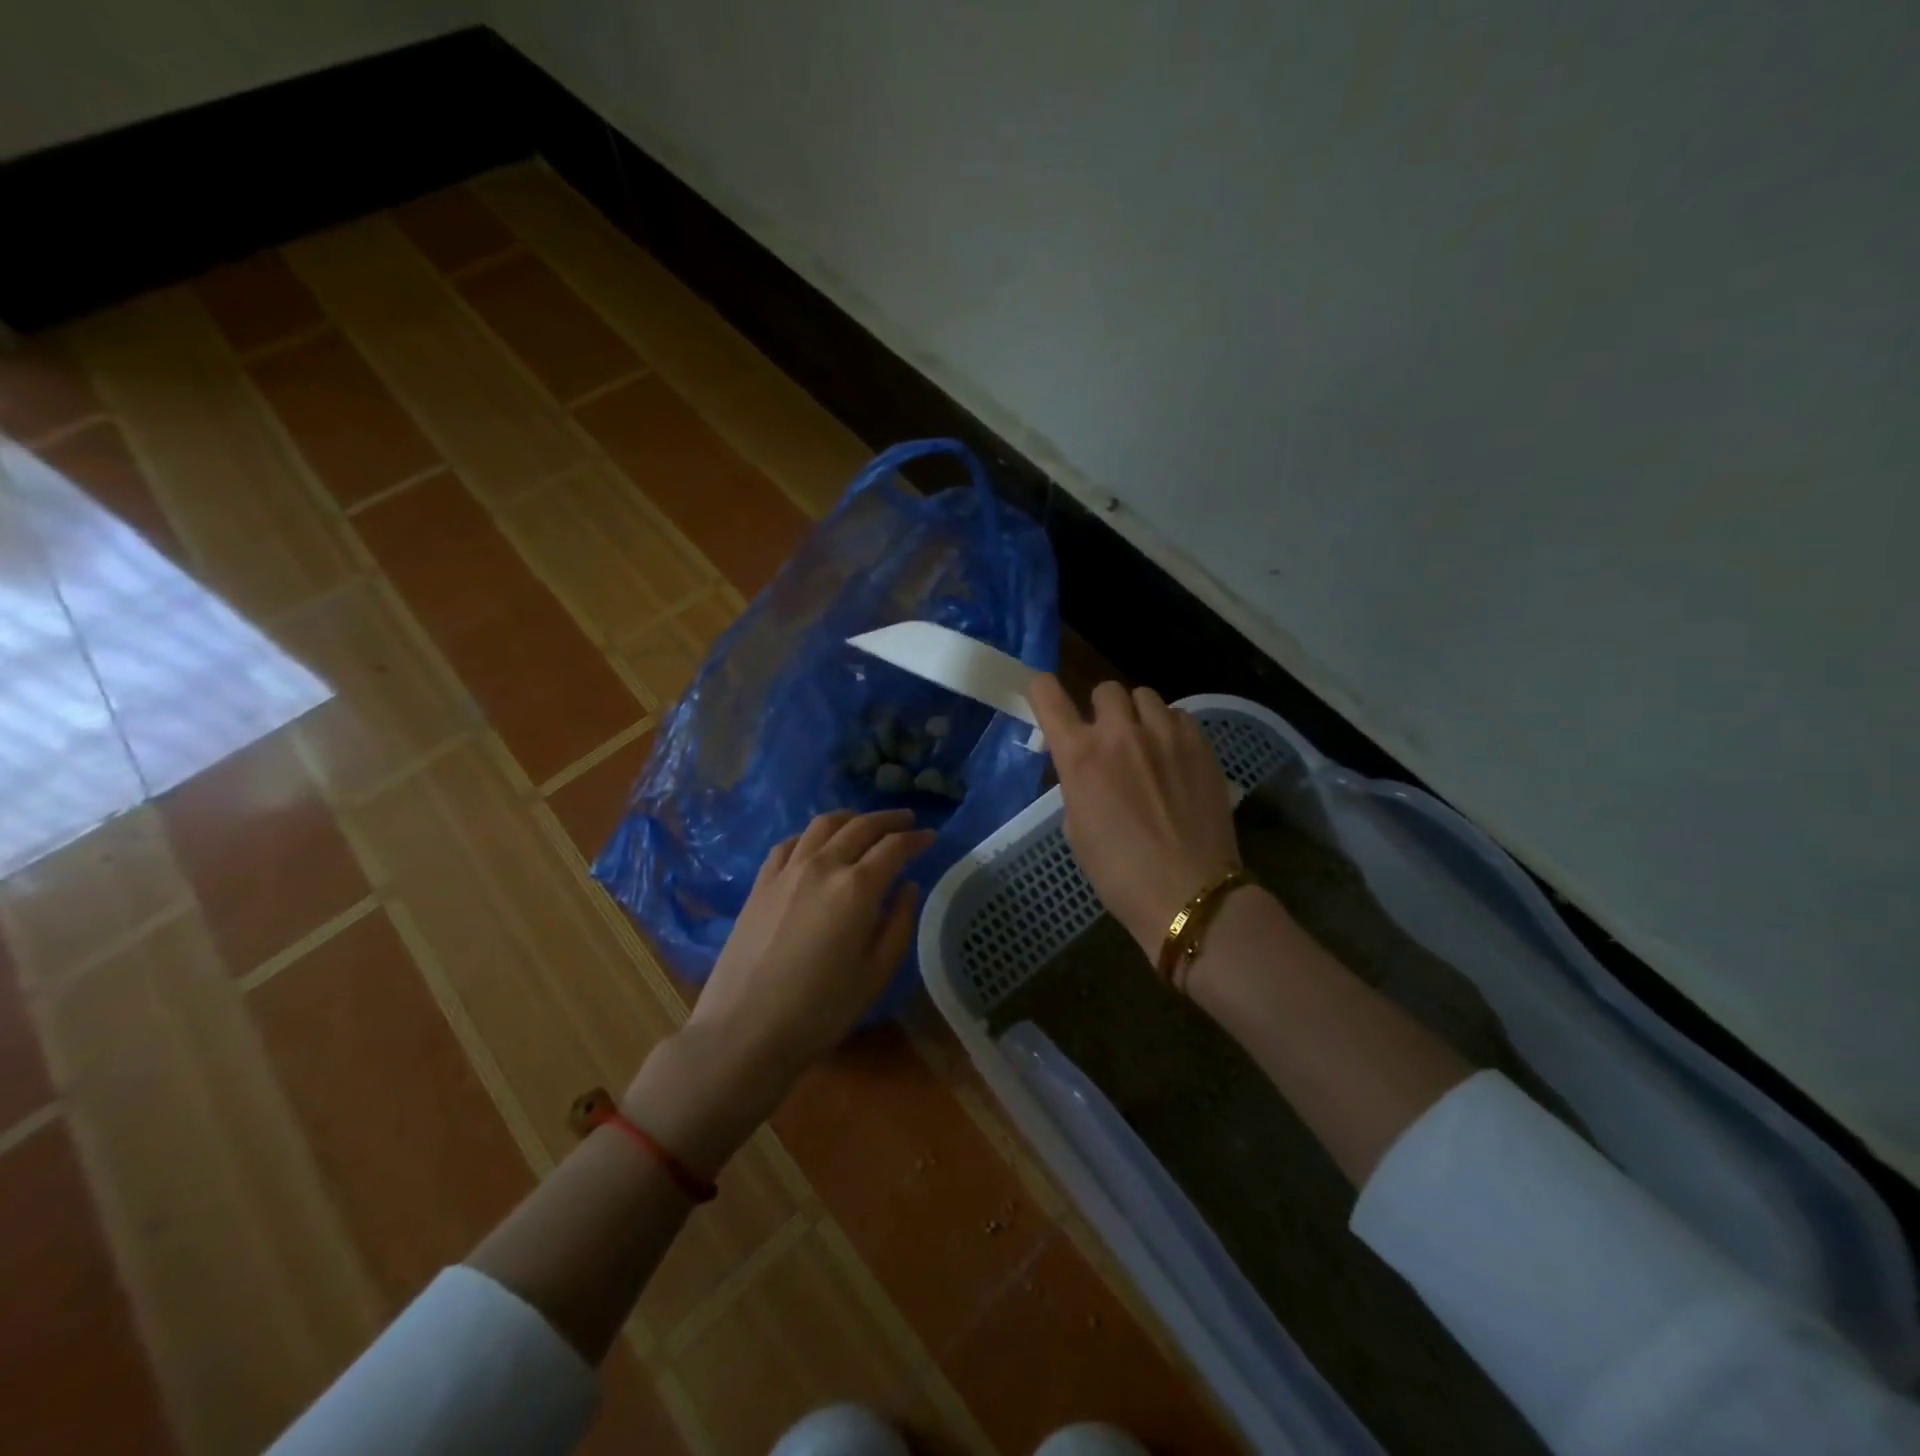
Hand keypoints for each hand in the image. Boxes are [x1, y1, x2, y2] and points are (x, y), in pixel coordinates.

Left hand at [626, 809, 934, 1170]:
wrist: (745, 1030)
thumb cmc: (821, 1010)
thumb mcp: (876, 973)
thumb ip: (899, 923)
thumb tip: (907, 886)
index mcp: (858, 887)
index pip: (894, 847)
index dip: (916, 838)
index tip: (930, 836)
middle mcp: (823, 866)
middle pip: (861, 826)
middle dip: (888, 819)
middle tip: (906, 820)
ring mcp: (787, 871)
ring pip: (822, 825)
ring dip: (850, 818)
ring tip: (864, 823)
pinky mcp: (761, 884)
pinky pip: (790, 844)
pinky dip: (811, 835)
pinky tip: (816, 845)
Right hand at [1029, 675, 1239, 961]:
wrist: (1188, 892)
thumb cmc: (1119, 873)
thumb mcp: (1076, 829)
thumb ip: (1077, 785)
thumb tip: (1087, 769)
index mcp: (1080, 756)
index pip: (1048, 697)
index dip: (1042, 689)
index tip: (1045, 694)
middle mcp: (1120, 733)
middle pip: (1105, 689)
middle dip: (1101, 709)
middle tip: (1107, 737)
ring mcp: (1165, 734)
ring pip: (1145, 697)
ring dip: (1137, 715)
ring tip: (1145, 743)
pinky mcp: (1200, 744)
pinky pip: (1178, 716)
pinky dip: (1169, 729)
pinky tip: (1173, 757)